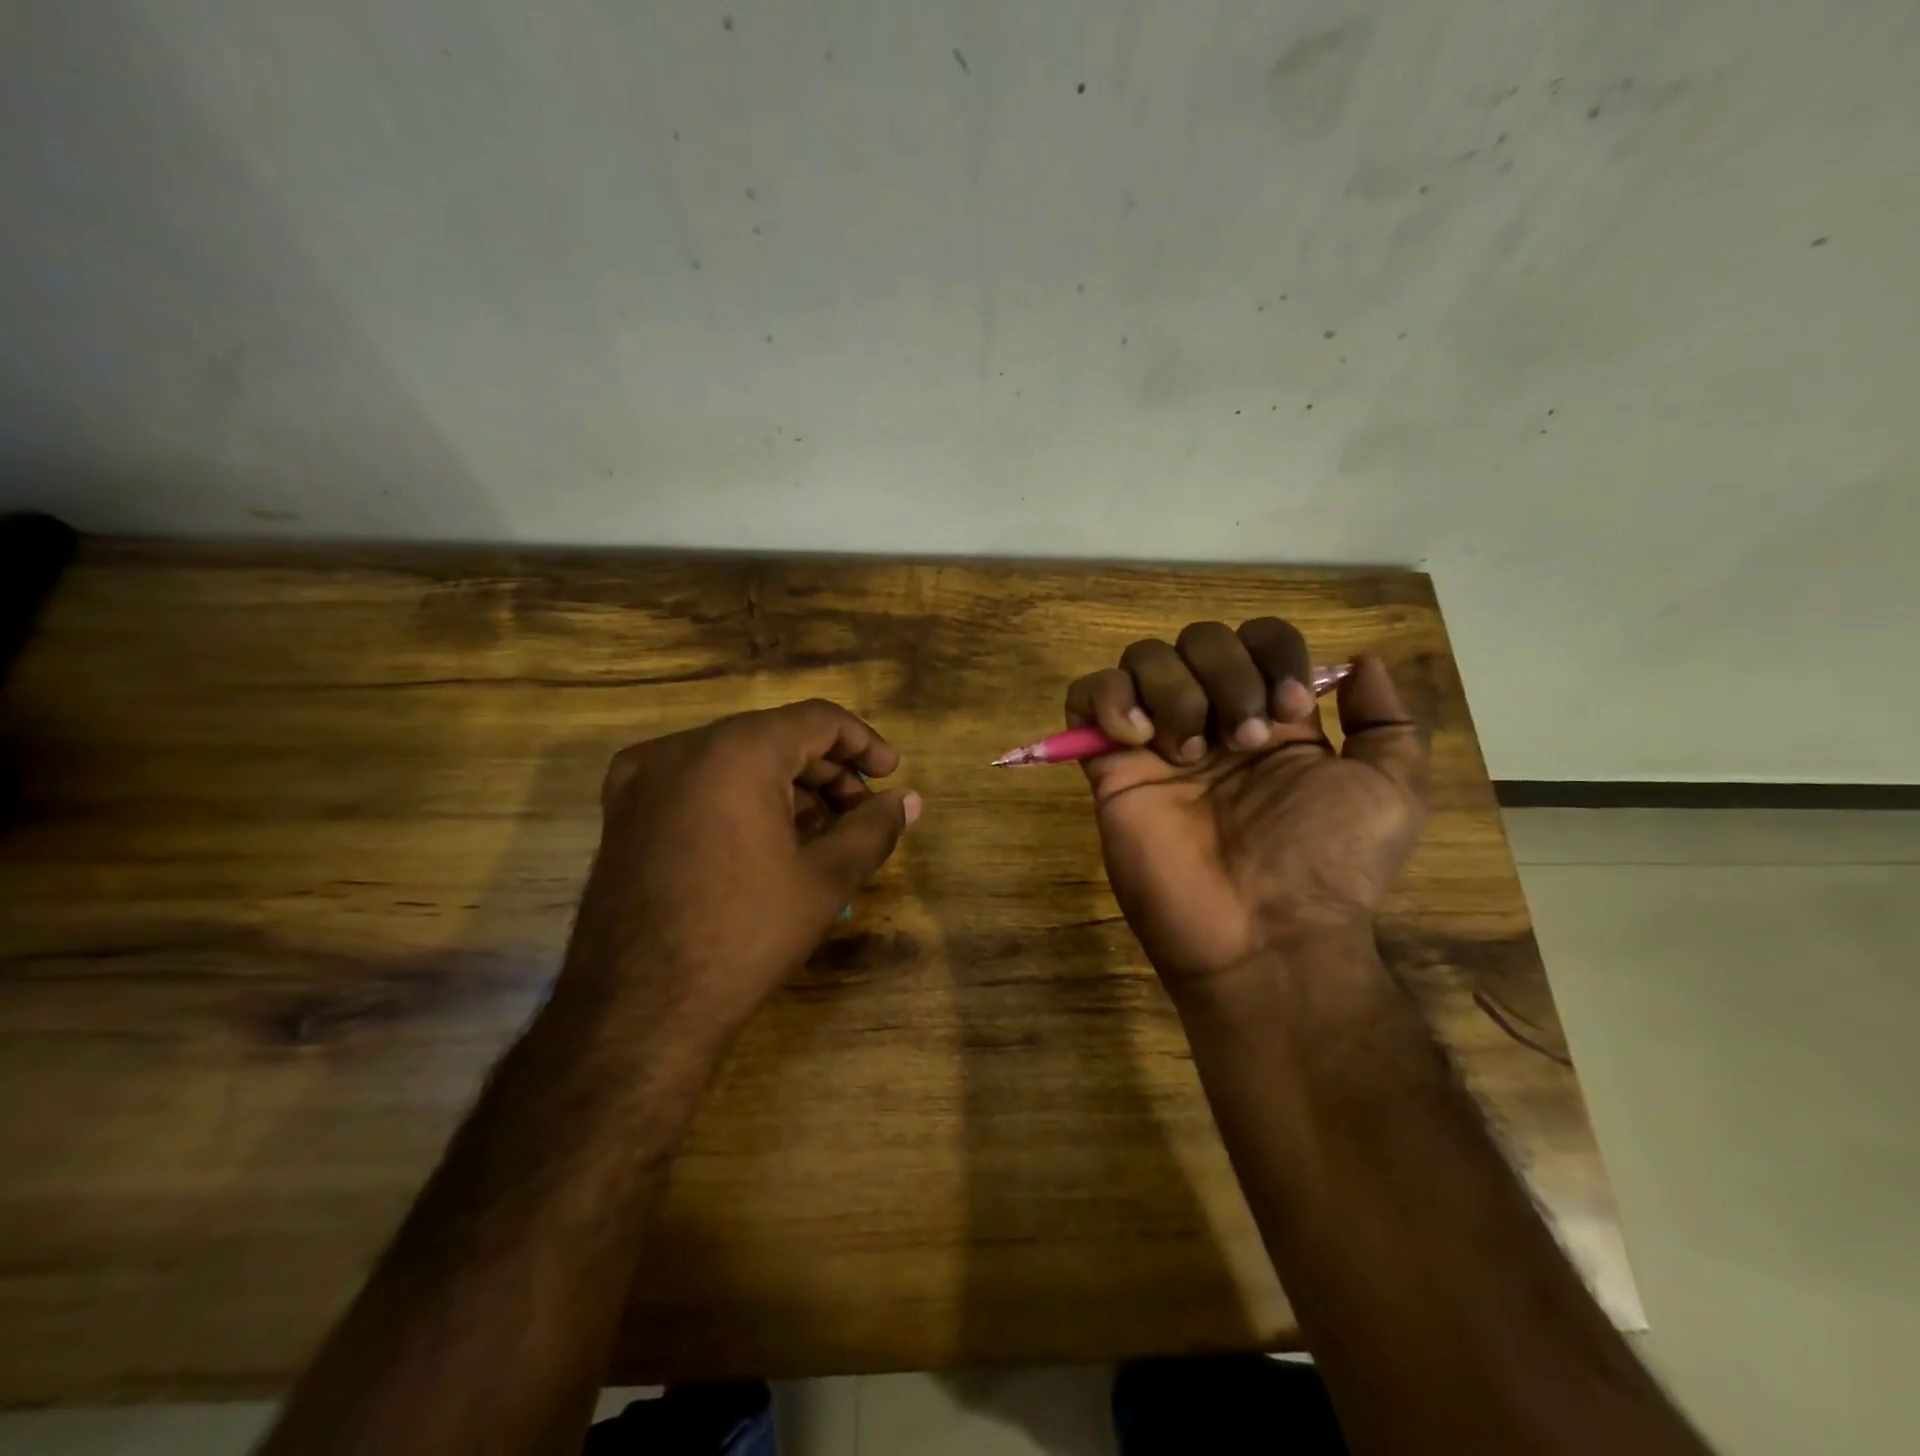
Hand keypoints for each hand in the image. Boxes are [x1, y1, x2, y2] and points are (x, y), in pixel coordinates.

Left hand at [556, 700, 920, 1046]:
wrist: (637, 1008)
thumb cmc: (745, 935)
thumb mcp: (826, 880)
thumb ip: (874, 828)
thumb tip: (911, 800)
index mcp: (737, 751)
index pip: (816, 719)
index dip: (862, 743)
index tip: (891, 775)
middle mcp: (683, 748)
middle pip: (774, 735)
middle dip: (826, 770)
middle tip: (861, 812)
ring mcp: (643, 778)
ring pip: (734, 758)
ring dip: (785, 784)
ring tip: (820, 831)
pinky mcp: (622, 810)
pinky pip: (697, 781)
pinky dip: (739, 795)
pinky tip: (763, 838)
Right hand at [1065, 620, 1427, 990]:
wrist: (1263, 934)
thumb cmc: (1328, 864)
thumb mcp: (1392, 792)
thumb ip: (1388, 721)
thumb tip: (1363, 661)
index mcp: (1273, 719)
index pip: (1259, 638)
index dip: (1274, 655)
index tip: (1290, 710)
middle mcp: (1213, 719)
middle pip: (1199, 638)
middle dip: (1227, 675)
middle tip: (1242, 742)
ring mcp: (1157, 742)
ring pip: (1143, 658)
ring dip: (1173, 690)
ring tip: (1189, 754)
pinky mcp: (1110, 767)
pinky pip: (1086, 696)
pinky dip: (1107, 697)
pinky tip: (1136, 738)